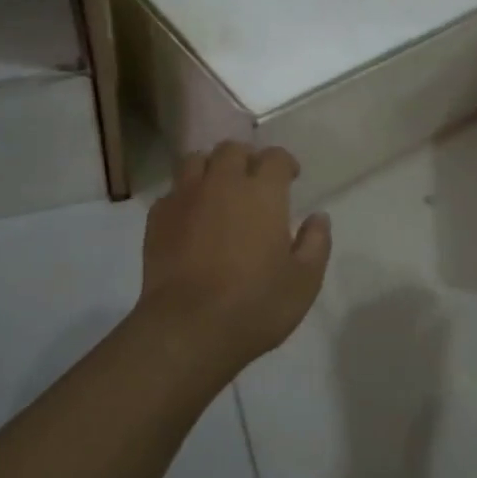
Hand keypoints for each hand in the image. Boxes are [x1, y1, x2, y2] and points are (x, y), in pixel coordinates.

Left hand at [135, 141, 331, 376]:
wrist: (188, 328)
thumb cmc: (255, 305)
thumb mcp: (304, 281)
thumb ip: (315, 243)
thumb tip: (319, 217)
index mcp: (262, 193)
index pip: (275, 157)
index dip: (285, 163)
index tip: (290, 177)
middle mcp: (222, 183)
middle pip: (232, 150)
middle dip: (246, 158)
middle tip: (253, 180)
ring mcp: (185, 197)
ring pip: (195, 160)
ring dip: (210, 167)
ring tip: (217, 188)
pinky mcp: (157, 218)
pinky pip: (172, 191)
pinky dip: (184, 195)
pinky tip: (191, 216)